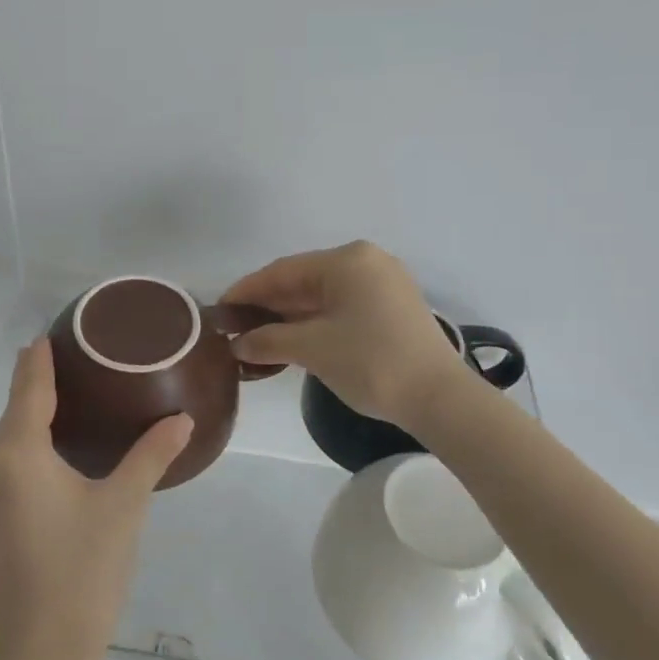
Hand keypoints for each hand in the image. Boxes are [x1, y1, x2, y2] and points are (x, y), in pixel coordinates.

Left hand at [0, 340, 192, 659]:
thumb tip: (182, 418)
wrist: (44, 651)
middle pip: (16, 413)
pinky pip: (10, 465)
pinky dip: (32, 445)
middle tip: (79, 358)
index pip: (29, 390)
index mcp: (17, 456)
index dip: (39, 359)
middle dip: (40, 383)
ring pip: (11, 441)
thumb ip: (151, 454)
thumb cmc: (84, 568)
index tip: (51, 332)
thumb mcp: (124, 505)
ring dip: (35, 416)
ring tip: (74, 394)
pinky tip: (59, 445)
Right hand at [221, 241, 468, 428]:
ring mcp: (383, 285)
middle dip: (267, 307)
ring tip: (256, 340)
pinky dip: (314, 323)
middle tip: (234, 329)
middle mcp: (366, 262)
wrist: (440, 398)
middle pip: (302, 281)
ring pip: (322, 296)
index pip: (282, 271)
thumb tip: (238, 344)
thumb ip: (268, 340)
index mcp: (347, 261)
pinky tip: (291, 342)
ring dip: (289, 318)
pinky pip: (341, 308)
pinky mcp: (392, 308)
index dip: (247, 291)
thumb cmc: (371, 362)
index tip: (218, 310)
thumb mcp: (313, 349)